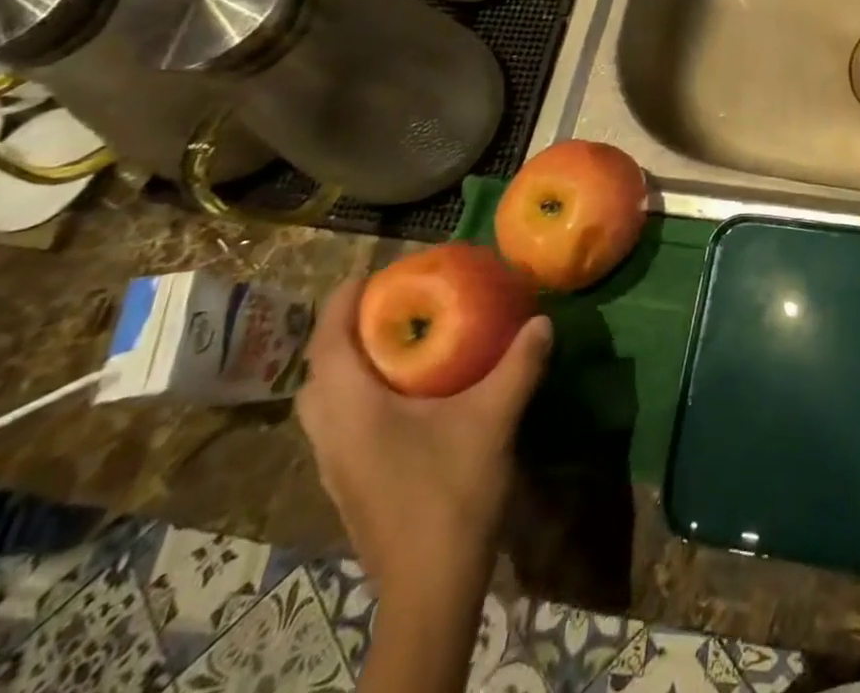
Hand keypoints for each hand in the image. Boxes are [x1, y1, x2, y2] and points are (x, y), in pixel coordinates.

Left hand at [297, 278, 553, 601]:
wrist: (431, 586)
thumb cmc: (451, 493)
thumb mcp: (494, 419)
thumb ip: (518, 365)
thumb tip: (543, 320)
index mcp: (353, 412)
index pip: (326, 345)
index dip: (341, 303)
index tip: (371, 273)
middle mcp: (331, 435)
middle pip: (317, 373)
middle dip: (344, 334)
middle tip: (390, 308)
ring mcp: (335, 465)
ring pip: (323, 403)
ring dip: (348, 367)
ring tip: (397, 344)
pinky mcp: (349, 484)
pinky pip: (339, 423)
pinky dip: (358, 396)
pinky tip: (405, 397)